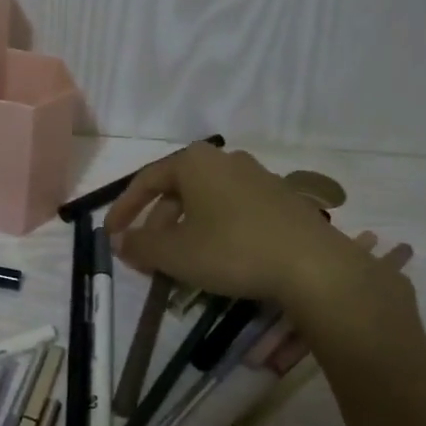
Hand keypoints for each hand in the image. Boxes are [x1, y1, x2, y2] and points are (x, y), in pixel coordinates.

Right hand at [105, 144, 415, 349]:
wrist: (314, 266)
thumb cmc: (233, 250)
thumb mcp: (176, 253)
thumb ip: (140, 245)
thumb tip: (118, 240)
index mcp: (194, 162)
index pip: (146, 181)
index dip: (124, 209)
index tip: (111, 235)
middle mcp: (224, 159)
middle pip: (177, 190)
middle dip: (157, 224)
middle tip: (146, 256)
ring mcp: (256, 176)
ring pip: (205, 202)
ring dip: (184, 229)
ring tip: (179, 262)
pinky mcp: (280, 199)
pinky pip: (232, 210)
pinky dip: (214, 230)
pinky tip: (217, 258)